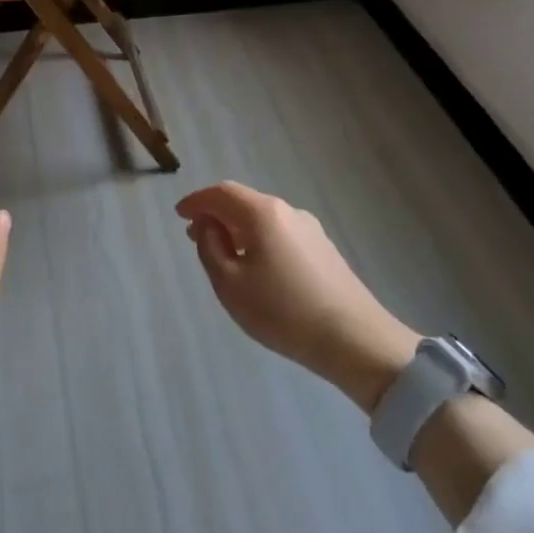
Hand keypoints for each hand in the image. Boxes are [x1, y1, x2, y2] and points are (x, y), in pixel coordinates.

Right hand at [176, 182, 420, 411]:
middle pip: (244, 202)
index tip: (178, 214)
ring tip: (222, 252)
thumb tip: (208, 225)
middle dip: (216, 214)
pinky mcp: (324, 249)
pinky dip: (259, 239)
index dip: (196, 201)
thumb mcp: (230, 284)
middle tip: (194, 234)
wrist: (355, 339)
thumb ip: (210, 248)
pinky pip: (281, 233)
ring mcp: (310, 229)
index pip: (221, 193)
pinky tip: (256, 265)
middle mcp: (287, 211)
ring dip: (237, 228)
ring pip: (263, 219)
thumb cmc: (282, 311)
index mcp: (262, 213)